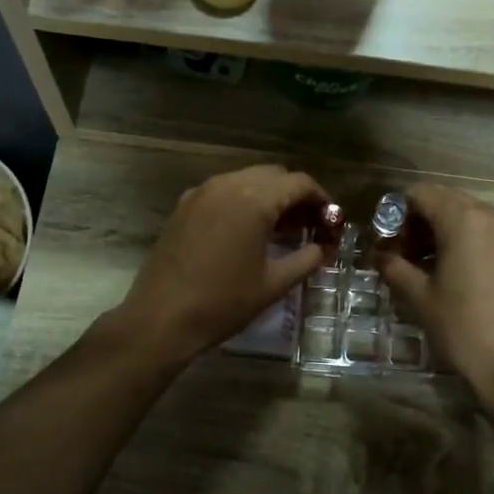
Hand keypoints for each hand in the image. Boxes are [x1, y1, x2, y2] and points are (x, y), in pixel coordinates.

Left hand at [114, 164, 325, 365]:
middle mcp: (228, 184)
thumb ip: (307, 259)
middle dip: (296, 196)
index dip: (321, 199)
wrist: (161, 318)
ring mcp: (202, 192)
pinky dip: (243, 201)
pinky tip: (249, 231)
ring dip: (269, 197)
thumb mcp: (274, 283)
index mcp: (254, 199)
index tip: (332, 220)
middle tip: (310, 225)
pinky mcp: (184, 206)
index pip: (299, 183)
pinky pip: (224, 191)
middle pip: (273, 175)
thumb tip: (325, 248)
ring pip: (247, 180)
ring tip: (282, 229)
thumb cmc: (224, 302)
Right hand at [377, 183, 493, 401]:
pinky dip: (474, 243)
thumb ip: (394, 266)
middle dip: (423, 221)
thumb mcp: (419, 297)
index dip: (398, 212)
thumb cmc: (462, 328)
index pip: (422, 193)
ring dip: (448, 232)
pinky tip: (464, 276)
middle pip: (449, 201)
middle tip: (406, 254)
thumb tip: (378, 254)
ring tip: (432, 266)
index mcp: (464, 219)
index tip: (388, 240)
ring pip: (474, 217)